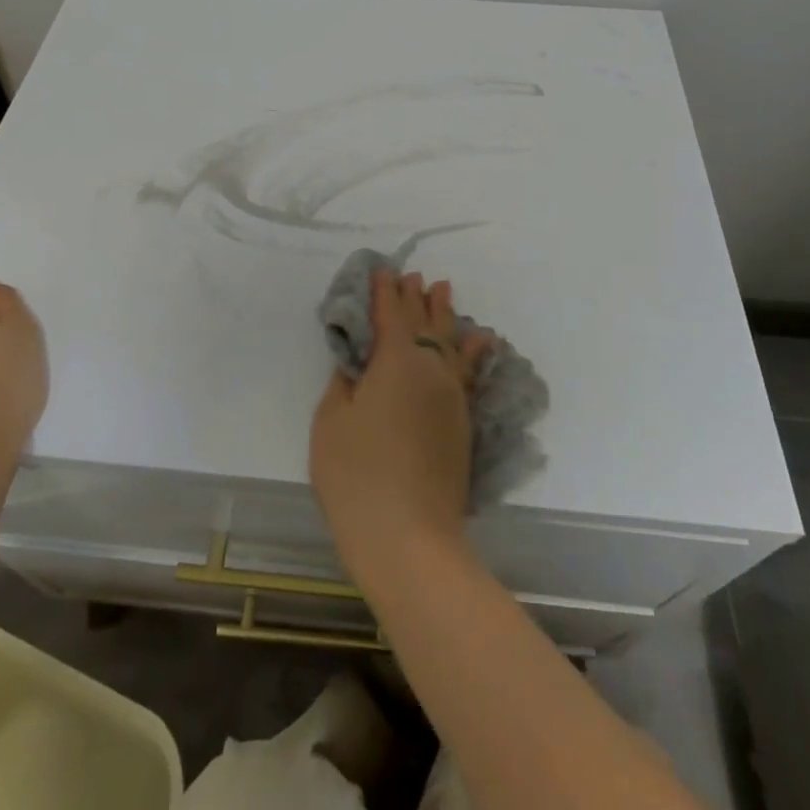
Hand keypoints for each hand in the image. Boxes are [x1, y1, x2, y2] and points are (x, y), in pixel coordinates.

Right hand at [310, 270, 491, 589]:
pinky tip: (478, 339)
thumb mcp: (332, 423)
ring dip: (443, 314)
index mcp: (395, 361)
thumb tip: (357, 365)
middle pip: (423, 322)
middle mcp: (430, 368)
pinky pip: (468, 371)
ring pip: (449, 341)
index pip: (390, 314)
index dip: (384, 291)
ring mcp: (452, 395)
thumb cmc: (357, 477)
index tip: (381, 271)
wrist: (410, 539)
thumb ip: (345, 384)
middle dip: (414, 297)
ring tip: (442, 290)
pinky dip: (471, 350)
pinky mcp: (463, 422)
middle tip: (412, 276)